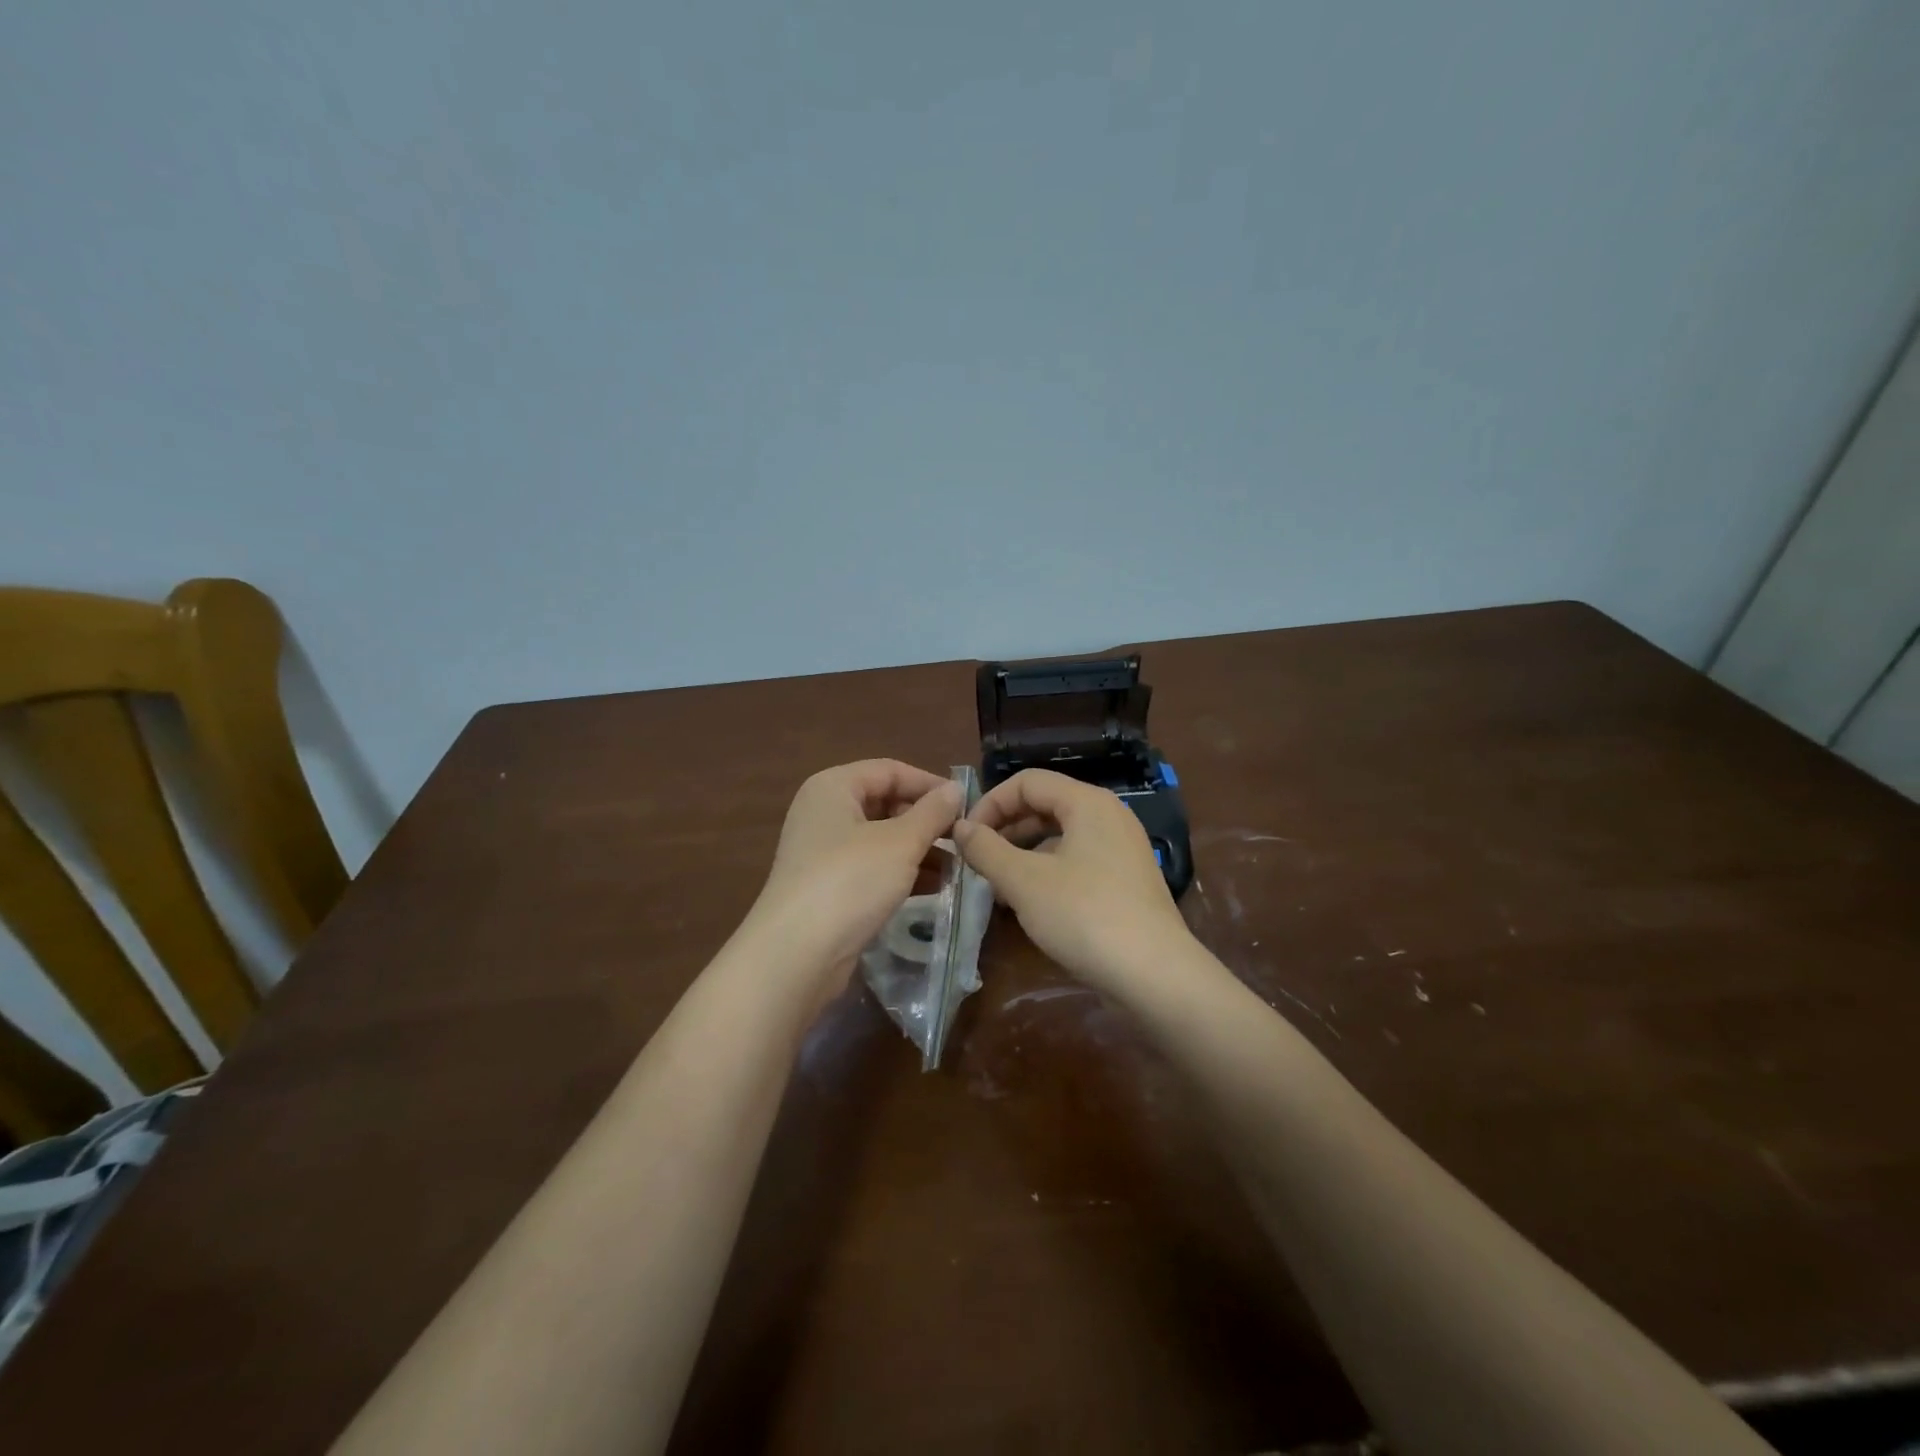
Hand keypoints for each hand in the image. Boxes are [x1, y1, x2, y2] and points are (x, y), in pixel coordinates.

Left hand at [745, 760, 961, 1003]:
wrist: (796, 954)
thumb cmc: (850, 881)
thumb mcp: (900, 842)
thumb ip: (933, 812)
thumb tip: (956, 788)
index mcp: (834, 787)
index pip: (891, 771)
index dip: (930, 784)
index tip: (967, 805)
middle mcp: (825, 812)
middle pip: (886, 804)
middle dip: (927, 822)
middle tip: (964, 839)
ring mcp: (824, 852)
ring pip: (883, 839)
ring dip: (921, 850)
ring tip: (959, 868)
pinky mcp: (830, 887)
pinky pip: (874, 868)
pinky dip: (903, 873)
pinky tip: (937, 888)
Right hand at [952, 769, 1193, 995]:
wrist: (1154, 975)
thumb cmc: (1084, 915)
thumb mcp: (1024, 881)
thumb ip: (986, 849)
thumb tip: (960, 828)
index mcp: (1087, 802)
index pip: (1027, 781)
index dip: (990, 803)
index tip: (965, 837)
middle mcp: (1108, 816)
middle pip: (1045, 805)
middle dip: (1005, 829)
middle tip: (976, 860)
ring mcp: (1121, 849)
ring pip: (1060, 836)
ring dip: (1022, 854)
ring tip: (996, 886)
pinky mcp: (1125, 880)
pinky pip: (1077, 861)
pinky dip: (1047, 872)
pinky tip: (1028, 904)